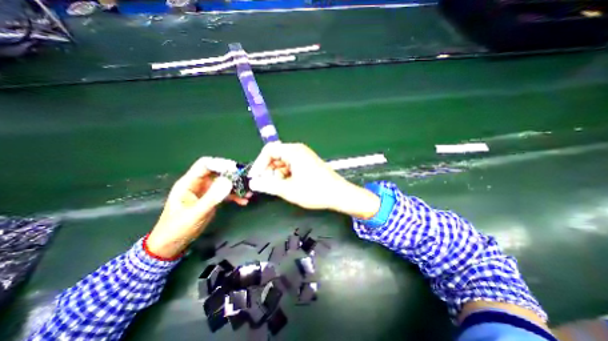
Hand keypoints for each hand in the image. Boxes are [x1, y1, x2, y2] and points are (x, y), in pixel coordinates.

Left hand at [146, 157, 249, 257]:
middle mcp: (199, 184)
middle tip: (246, 181)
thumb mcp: (196, 212)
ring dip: (236, 187)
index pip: (205, 165)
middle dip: (233, 176)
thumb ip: (212, 197)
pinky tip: (243, 201)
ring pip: (224, 183)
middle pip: (218, 172)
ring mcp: (206, 191)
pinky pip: (226, 193)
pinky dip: (235, 196)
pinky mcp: (212, 199)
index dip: (220, 164)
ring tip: (248, 192)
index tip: (236, 170)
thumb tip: (229, 182)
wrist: (172, 244)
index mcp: (189, 182)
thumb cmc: (178, 228)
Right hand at [246, 143, 378, 217]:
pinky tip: (288, 185)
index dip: (259, 163)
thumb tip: (254, 182)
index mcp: (293, 151)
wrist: (339, 194)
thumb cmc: (314, 191)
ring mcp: (304, 156)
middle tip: (267, 184)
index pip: (269, 150)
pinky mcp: (308, 163)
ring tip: (279, 187)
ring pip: (283, 162)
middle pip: (276, 155)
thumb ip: (268, 185)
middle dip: (268, 170)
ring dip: (277, 174)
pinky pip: (291, 166)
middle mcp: (298, 150)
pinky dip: (286, 174)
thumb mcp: (288, 189)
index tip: (255, 177)